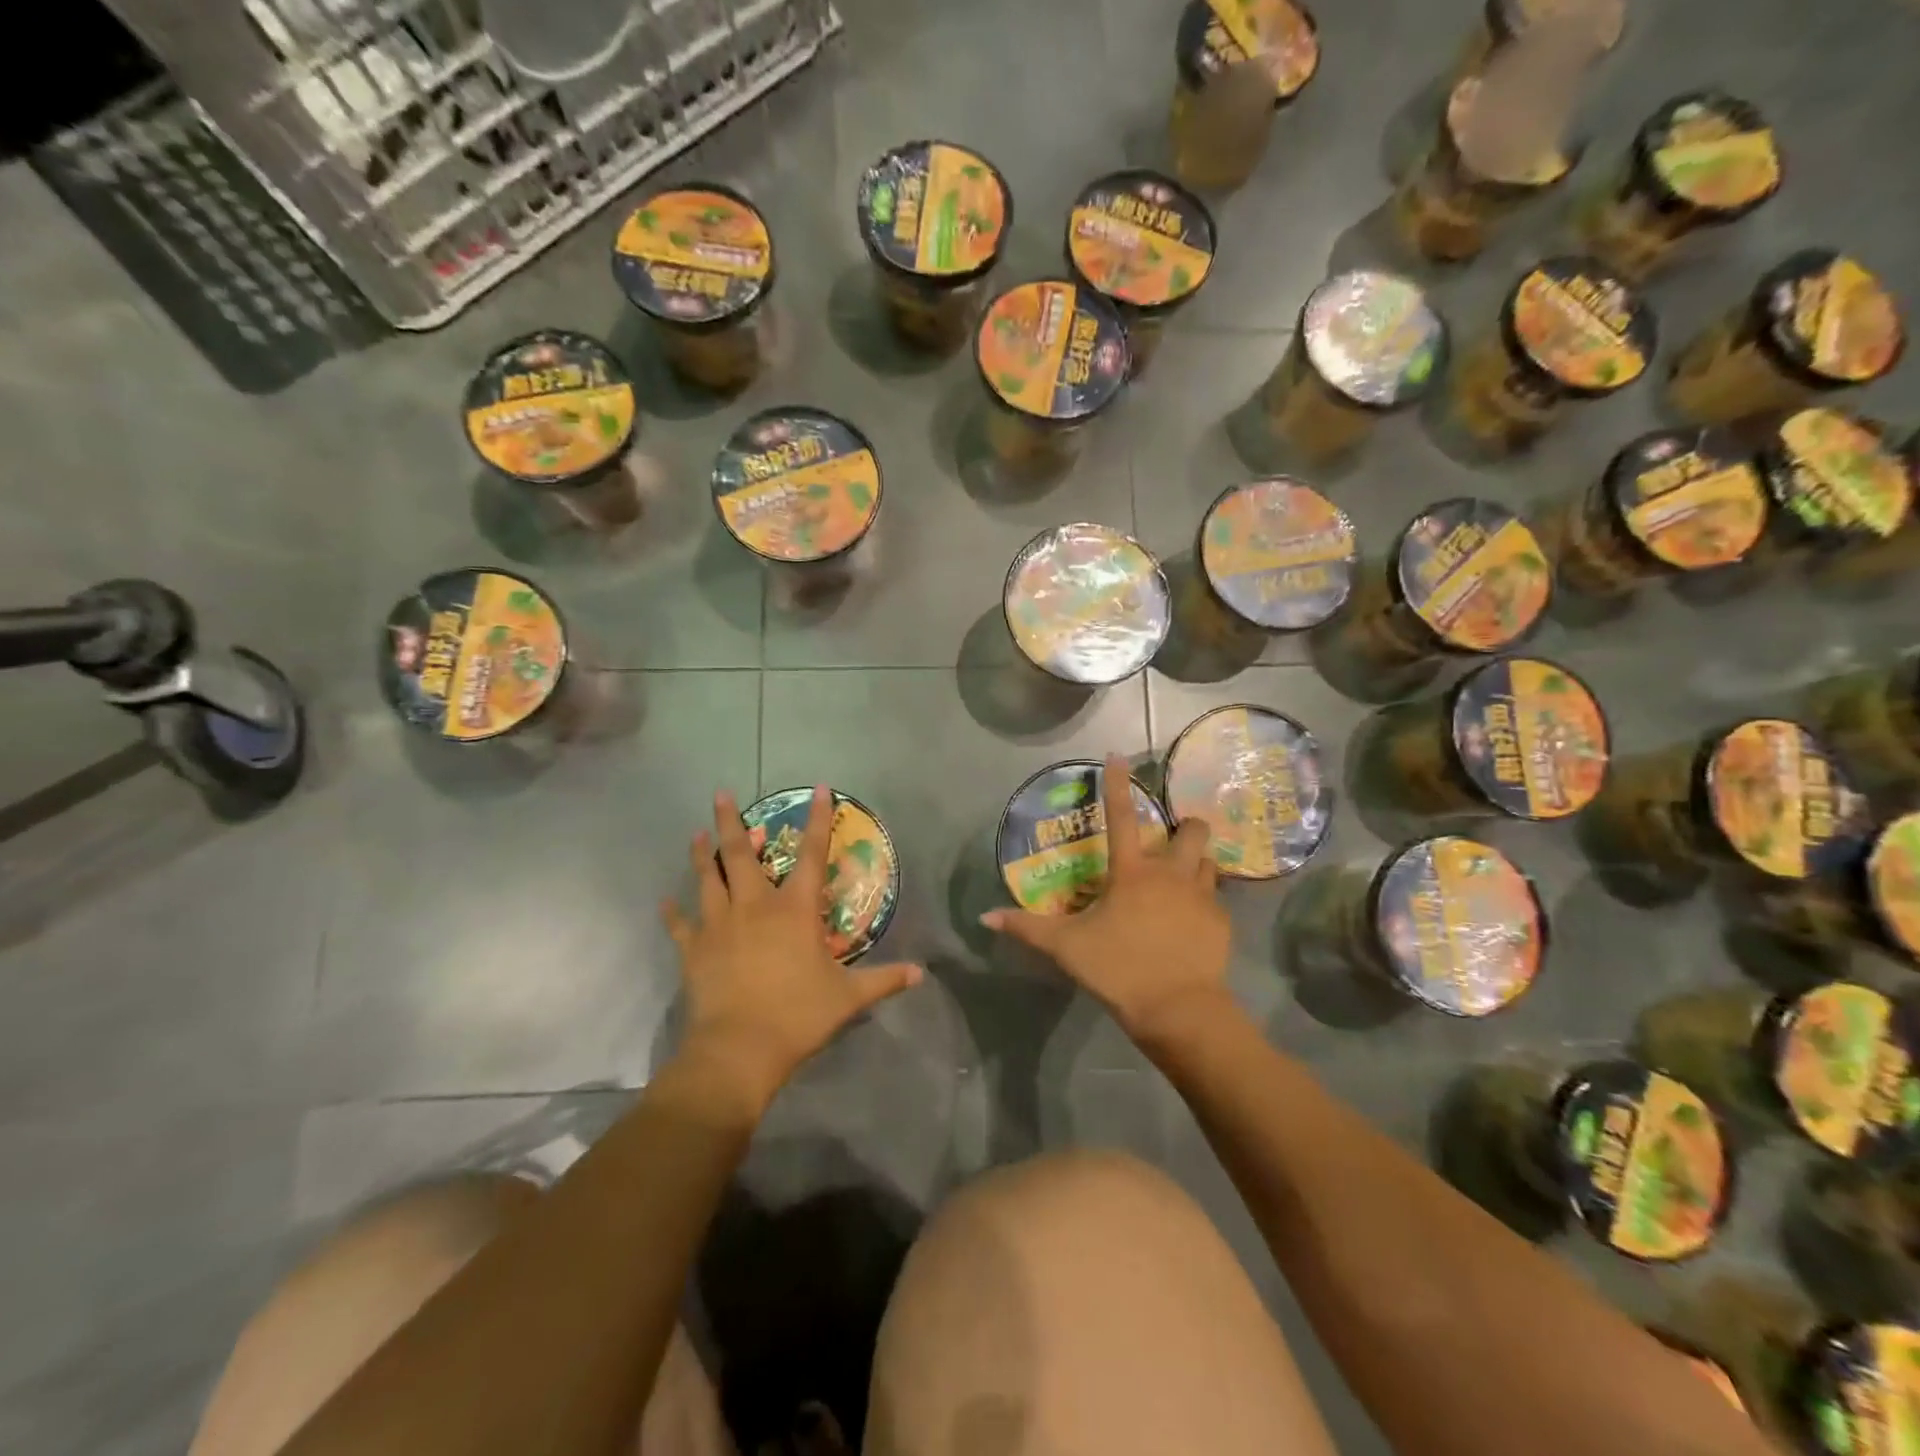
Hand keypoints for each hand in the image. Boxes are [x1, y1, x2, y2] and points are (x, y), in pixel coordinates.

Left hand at [662, 786, 922, 1109]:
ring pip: (707, 879)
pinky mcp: (694, 950)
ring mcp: (719, 926)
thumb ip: (884, 980)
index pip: (811, 854)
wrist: (739, 1050)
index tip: (820, 788)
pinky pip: (681, 925)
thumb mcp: (849, 998)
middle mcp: (754, 906)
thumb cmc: (798, 1015)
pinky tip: (665, 901)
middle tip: (721, 794)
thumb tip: (921, 974)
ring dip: (701, 855)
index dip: (818, 819)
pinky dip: (673, 912)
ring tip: (697, 833)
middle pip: (739, 854)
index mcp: (794, 910)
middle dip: (731, 821)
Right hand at [981, 755, 1232, 1045]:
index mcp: (1132, 872)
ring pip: (1209, 862)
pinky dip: (1204, 903)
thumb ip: (1026, 928)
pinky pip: (1217, 901)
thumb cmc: (1119, 968)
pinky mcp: (1221, 924)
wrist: (1179, 1008)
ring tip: (1184, 879)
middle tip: (1171, 840)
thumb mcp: (1066, 948)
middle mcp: (1171, 874)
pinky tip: (1192, 923)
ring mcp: (1202, 897)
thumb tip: (985, 917)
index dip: (1118, 784)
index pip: (1121, 817)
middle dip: (1186, 825)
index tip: (1118, 756)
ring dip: (1197, 862)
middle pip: (1191, 830)